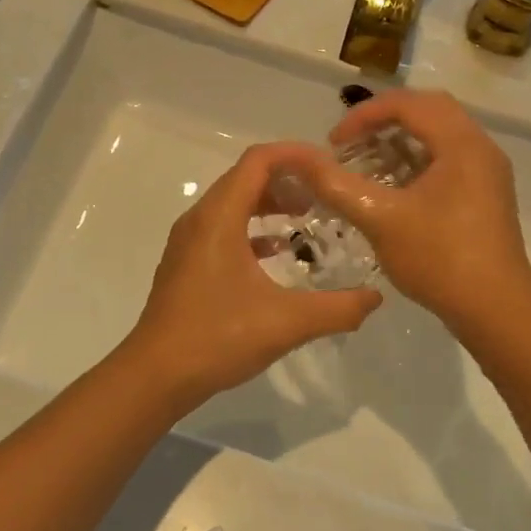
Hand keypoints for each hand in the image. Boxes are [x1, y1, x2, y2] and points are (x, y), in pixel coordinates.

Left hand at [123, 144, 382, 409]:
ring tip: (306, 218)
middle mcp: (200, 218)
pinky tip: (277, 252)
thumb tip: (375, 298)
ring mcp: (189, 241)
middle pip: (245, 177)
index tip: (329, 165)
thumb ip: (337, 308)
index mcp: (219, 217)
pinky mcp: (187, 262)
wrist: (155, 375)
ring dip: (269, 203)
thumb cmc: (217, 337)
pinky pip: (224, 227)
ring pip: (233, 202)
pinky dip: (253, 228)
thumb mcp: (287, 322)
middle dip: (287, 179)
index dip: (295, 154)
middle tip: (324, 194)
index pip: (258, 160)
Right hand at [287, 90, 530, 330]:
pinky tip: (392, 188)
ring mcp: (487, 172)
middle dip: (383, 121)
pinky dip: (417, 161)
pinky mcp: (486, 194)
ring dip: (400, 141)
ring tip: (365, 162)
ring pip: (439, 136)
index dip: (364, 115)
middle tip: (351, 143)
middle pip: (428, 111)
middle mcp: (480, 147)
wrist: (496, 311)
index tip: (333, 143)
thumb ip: (336, 184)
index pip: (408, 104)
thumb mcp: (379, 218)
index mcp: (461, 143)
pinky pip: (448, 159)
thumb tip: (299, 159)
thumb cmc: (439, 258)